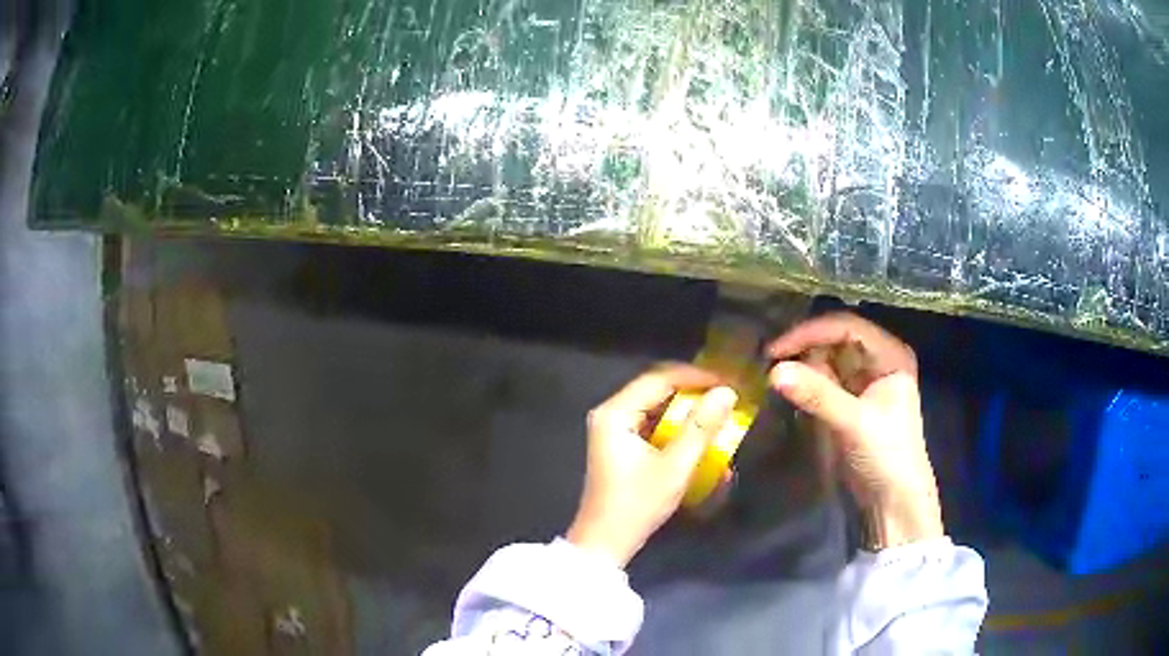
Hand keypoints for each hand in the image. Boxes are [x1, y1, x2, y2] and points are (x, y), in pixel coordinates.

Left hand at [567, 366, 737, 566]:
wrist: (605, 542)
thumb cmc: (637, 504)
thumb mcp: (674, 467)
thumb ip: (700, 428)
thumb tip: (727, 392)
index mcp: (615, 413)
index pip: (659, 378)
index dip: (696, 376)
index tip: (728, 380)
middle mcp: (611, 414)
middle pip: (656, 389)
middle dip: (693, 391)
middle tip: (726, 394)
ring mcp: (614, 430)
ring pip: (656, 406)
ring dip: (686, 409)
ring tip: (719, 411)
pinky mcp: (621, 445)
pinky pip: (653, 424)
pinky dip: (676, 426)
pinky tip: (699, 434)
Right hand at [767, 313, 943, 548]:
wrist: (894, 502)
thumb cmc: (887, 457)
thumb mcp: (854, 423)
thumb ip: (817, 395)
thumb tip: (773, 371)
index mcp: (891, 355)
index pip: (847, 328)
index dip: (811, 333)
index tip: (777, 349)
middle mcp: (879, 361)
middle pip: (836, 340)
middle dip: (804, 346)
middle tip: (769, 359)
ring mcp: (864, 382)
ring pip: (828, 361)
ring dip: (803, 364)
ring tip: (772, 371)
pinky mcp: (851, 403)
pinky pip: (825, 382)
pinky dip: (806, 383)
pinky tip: (787, 386)